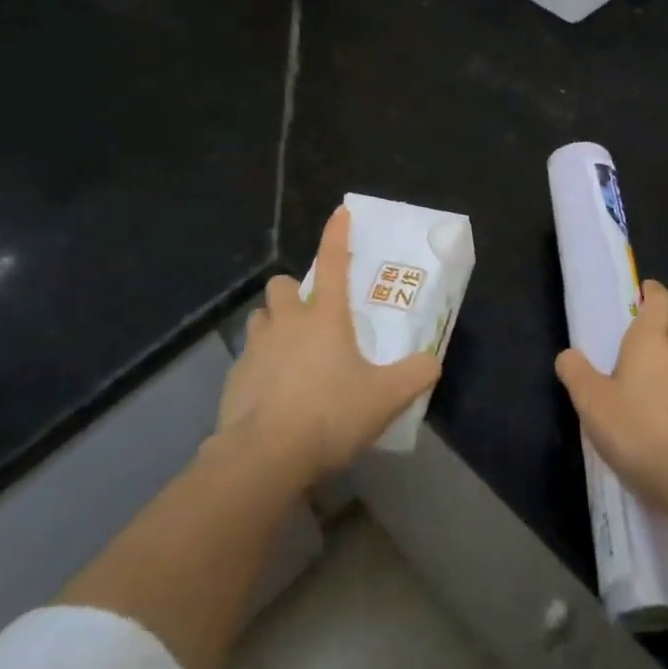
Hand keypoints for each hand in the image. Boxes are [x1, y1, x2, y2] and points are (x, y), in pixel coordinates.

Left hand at [215, 206, 441, 488]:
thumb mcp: (385, 398)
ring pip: (261, 318)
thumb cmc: (329, 414)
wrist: (264, 456)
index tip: (341, 212)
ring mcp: (256, 348)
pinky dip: (260, 366)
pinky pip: (248, 358)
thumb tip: (433, 362)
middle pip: (281, 285)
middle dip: (293, 291)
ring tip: (291, 352)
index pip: (332, 261)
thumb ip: (415, 375)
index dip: (337, 234)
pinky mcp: (234, 378)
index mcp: (324, 316)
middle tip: (311, 315)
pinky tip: (273, 394)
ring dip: (274, 325)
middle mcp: (287, 322)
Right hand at [555, 281, 667, 517]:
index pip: (660, 300)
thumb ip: (575, 373)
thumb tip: (568, 355)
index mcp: (651, 340)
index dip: (652, 292)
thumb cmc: (636, 429)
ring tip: (645, 384)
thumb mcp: (591, 401)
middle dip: (661, 326)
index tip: (641, 292)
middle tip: (636, 341)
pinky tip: (662, 416)